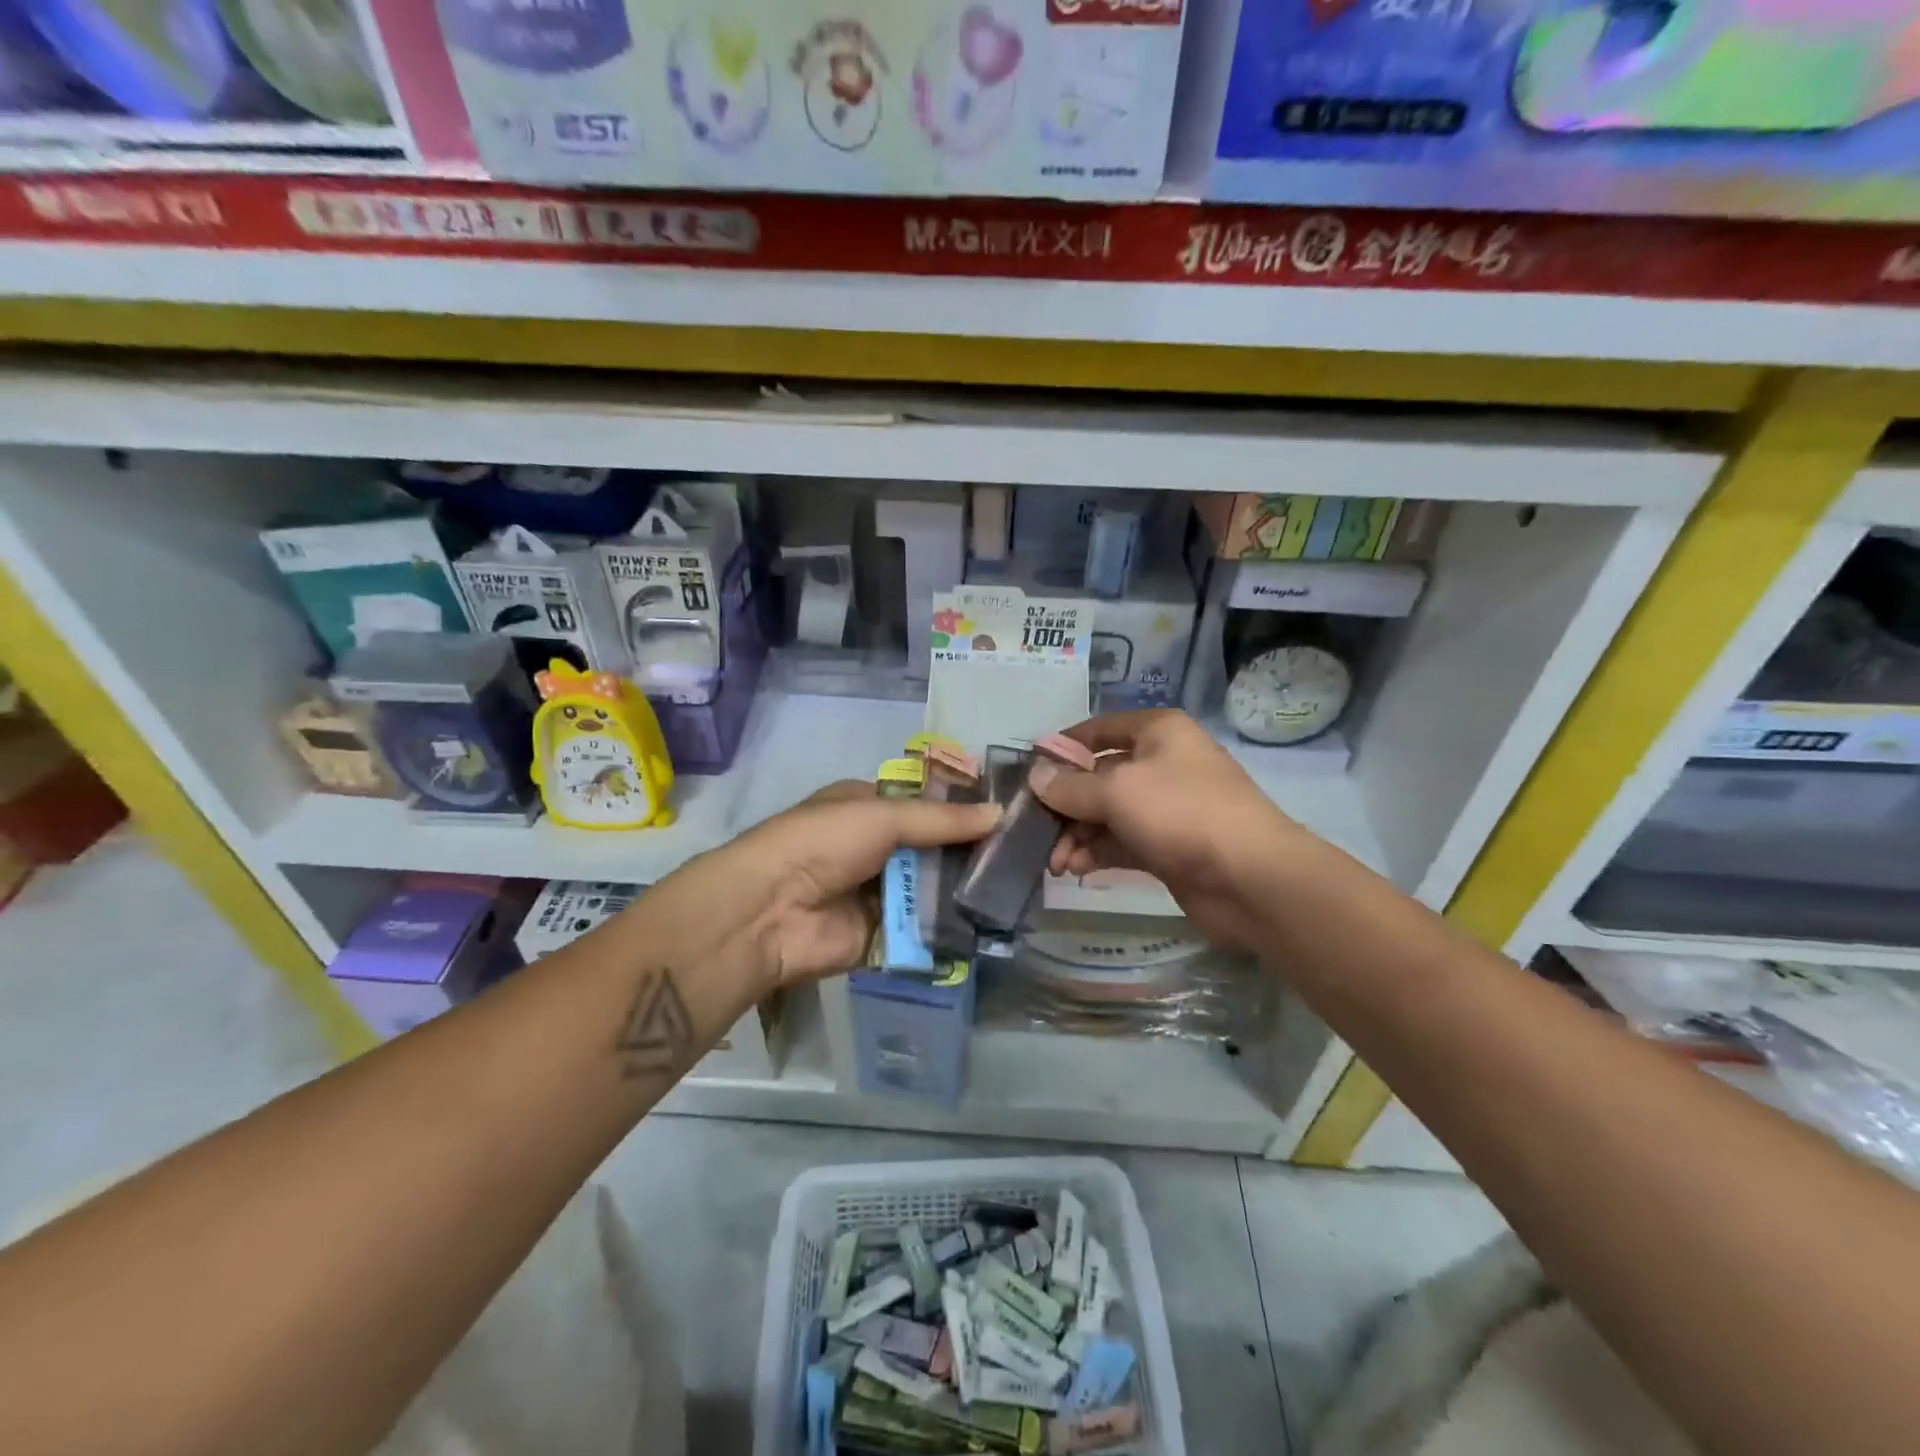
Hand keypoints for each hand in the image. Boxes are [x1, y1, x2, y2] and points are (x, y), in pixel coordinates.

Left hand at [651, 781, 1000, 992]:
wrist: (771, 912)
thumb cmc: (823, 843)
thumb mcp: (883, 816)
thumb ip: (942, 820)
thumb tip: (1000, 814)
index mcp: (867, 807)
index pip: (925, 805)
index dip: (962, 809)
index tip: (1010, 815)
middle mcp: (875, 847)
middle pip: (933, 849)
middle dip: (971, 853)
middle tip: (1027, 857)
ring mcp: (879, 893)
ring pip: (932, 889)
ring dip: (966, 891)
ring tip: (1021, 890)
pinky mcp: (883, 935)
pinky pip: (924, 928)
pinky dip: (951, 927)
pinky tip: (994, 924)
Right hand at [1028, 711, 1310, 948]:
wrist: (1251, 878)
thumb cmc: (1182, 813)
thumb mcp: (1117, 791)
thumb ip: (1070, 786)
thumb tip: (1035, 775)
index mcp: (1158, 733)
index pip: (1099, 729)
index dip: (1063, 746)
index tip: (1029, 770)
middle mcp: (1162, 764)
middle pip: (1099, 776)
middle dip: (1065, 803)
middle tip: (1034, 829)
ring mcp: (1167, 807)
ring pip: (1107, 814)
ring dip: (1076, 835)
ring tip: (1054, 862)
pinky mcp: (1168, 846)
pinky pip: (1121, 842)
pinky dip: (1096, 853)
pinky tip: (1074, 869)